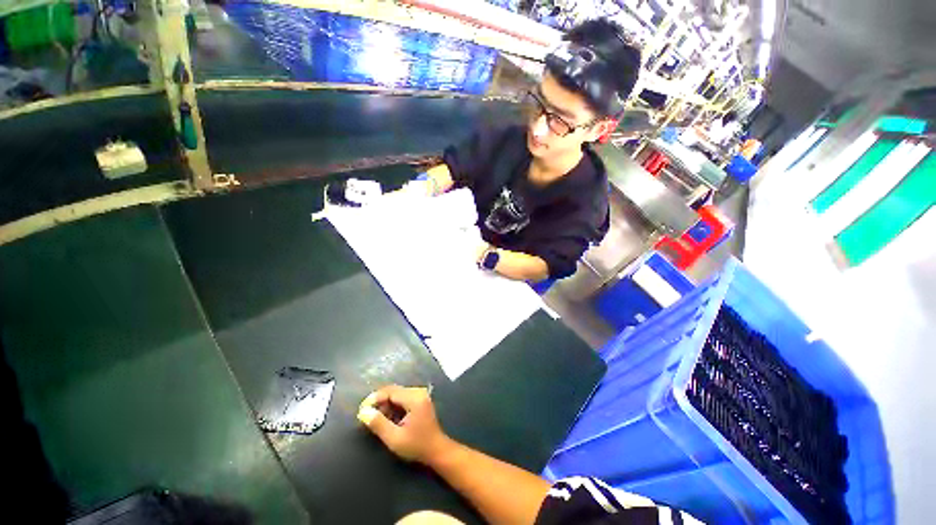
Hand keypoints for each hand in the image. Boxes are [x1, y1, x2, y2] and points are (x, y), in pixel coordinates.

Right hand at [358, 385, 450, 463]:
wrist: (437, 450)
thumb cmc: (416, 446)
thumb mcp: (394, 438)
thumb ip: (378, 424)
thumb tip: (363, 411)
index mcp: (414, 398)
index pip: (390, 391)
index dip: (374, 398)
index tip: (361, 410)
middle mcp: (418, 391)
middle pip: (393, 391)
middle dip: (379, 402)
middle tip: (367, 416)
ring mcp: (420, 395)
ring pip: (397, 394)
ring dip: (385, 405)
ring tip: (376, 420)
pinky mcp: (420, 400)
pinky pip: (402, 398)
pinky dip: (393, 407)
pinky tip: (388, 419)